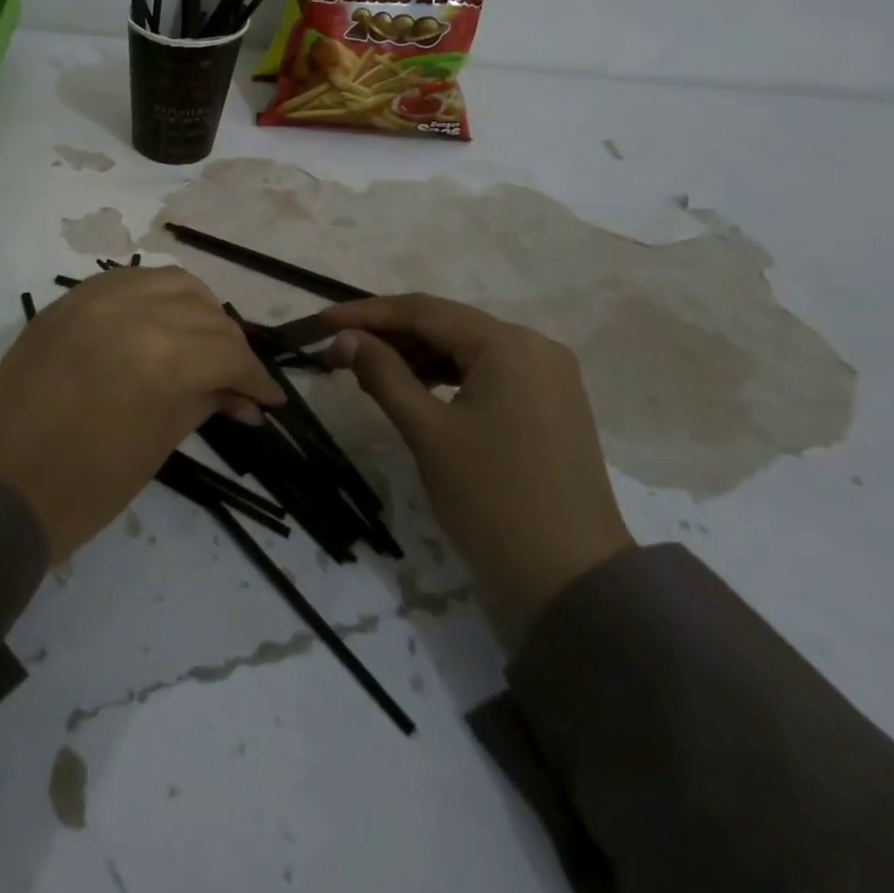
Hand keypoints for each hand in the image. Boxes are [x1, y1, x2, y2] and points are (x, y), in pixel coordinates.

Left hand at [0, 267, 283, 562]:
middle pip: (204, 311)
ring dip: (197, 311)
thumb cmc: (82, 487)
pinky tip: (159, 325)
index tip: (269, 399)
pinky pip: (126, 281)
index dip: (255, 378)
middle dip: (230, 345)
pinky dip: (154, 297)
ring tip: (201, 345)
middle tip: (235, 378)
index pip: (227, 352)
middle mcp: (130, 311)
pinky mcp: (66, 301)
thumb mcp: (156, 446)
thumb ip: (203, 403)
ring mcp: (92, 298)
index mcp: (159, 356)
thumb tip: (242, 397)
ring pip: (169, 281)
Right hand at [319, 294, 633, 651]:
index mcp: (508, 344)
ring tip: (366, 372)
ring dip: (415, 356)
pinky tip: (413, 389)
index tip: (323, 323)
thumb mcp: (427, 431)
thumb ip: (383, 373)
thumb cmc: (491, 498)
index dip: (367, 314)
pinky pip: (486, 374)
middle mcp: (535, 347)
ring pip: (465, 350)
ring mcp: (548, 377)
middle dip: (389, 335)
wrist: (571, 581)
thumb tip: (345, 338)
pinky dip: (445, 376)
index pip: (424, 311)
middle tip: (337, 352)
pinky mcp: (550, 405)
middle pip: (446, 326)